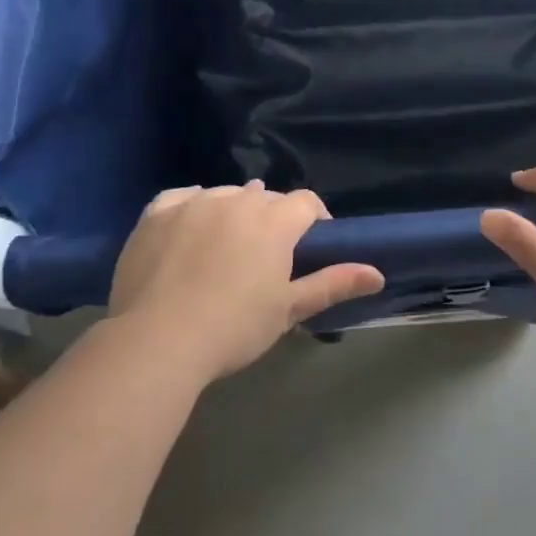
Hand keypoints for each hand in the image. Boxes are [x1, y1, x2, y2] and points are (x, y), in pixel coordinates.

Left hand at [108, 183, 383, 383]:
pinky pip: (184, 197)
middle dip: (274, 218)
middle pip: (267, 197)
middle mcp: (238, 200)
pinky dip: (193, 206)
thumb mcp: (289, 310)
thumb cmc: (234, 328)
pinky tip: (192, 226)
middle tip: (267, 256)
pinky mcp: (157, 212)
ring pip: (227, 194)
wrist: (157, 341)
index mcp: (274, 220)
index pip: (306, 202)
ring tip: (227, 245)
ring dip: (235, 211)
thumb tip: (378, 274)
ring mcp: (194, 202)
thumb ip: (333, 283)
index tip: (311, 246)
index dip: (314, 220)